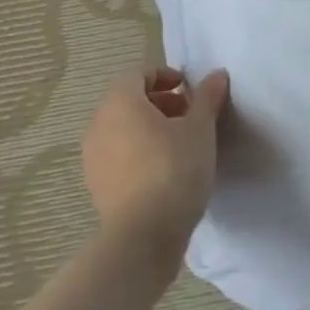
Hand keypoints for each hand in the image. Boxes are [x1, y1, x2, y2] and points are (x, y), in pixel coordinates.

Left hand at [80, 67, 228, 250]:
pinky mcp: (96, 185)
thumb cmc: (174, 168)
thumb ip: (207, 97)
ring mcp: (93, 157)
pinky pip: (117, 154)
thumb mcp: (201, 128)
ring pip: (121, 129)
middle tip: (188, 115)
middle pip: (127, 101)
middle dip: (158, 102)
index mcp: (120, 103)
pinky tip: (163, 169)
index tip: (188, 89)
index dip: (164, 76)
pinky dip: (137, 151)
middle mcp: (99, 125)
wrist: (144, 235)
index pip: (136, 75)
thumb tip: (217, 74)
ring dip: (148, 127)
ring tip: (179, 143)